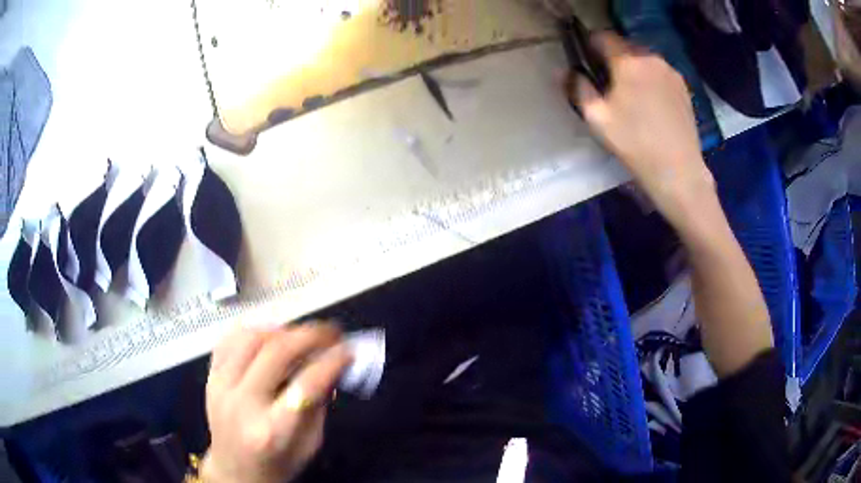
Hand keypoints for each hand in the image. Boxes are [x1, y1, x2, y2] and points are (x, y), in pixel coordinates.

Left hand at [202, 323, 352, 482]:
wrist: (236, 471)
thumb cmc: (278, 464)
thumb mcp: (310, 443)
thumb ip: (319, 404)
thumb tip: (331, 364)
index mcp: (273, 430)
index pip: (306, 385)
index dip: (331, 362)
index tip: (349, 350)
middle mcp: (243, 404)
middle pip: (276, 353)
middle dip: (309, 335)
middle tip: (331, 332)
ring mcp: (220, 387)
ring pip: (250, 338)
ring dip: (281, 330)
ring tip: (300, 335)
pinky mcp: (209, 378)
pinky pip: (228, 340)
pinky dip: (252, 330)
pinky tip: (269, 335)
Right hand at [571, 32, 715, 227]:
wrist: (678, 171)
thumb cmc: (635, 144)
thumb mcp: (597, 119)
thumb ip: (579, 88)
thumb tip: (567, 72)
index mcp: (628, 62)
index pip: (603, 37)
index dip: (591, 46)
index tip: (587, 62)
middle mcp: (651, 58)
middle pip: (625, 46)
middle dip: (614, 58)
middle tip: (609, 83)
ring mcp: (670, 72)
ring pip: (644, 59)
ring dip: (634, 68)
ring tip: (632, 95)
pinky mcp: (683, 86)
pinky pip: (659, 72)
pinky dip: (651, 78)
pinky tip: (652, 103)